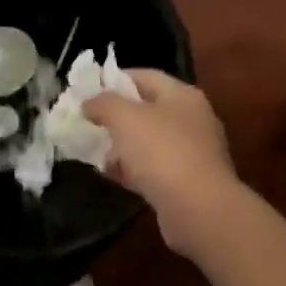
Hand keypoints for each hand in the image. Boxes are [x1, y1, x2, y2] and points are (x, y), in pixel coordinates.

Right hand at [84, 70, 241, 253]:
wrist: (198, 208)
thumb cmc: (161, 152)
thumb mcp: (125, 118)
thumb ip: (103, 103)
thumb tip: (89, 102)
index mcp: (183, 95)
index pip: (145, 76)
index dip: (114, 80)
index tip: (87, 91)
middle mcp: (192, 119)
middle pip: (147, 110)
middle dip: (116, 117)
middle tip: (88, 124)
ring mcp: (193, 152)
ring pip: (149, 142)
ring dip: (123, 147)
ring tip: (96, 153)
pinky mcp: (188, 182)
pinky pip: (155, 169)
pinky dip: (134, 170)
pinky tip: (114, 176)